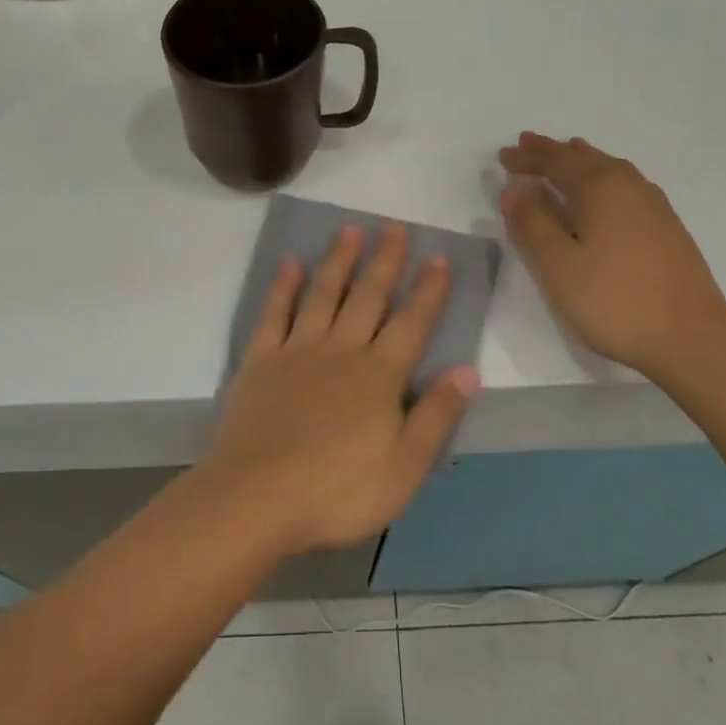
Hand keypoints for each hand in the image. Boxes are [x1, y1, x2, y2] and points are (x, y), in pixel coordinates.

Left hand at [203, 222, 479, 556]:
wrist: (257, 498)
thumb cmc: (338, 491)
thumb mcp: (405, 467)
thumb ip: (437, 415)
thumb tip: (468, 370)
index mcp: (379, 376)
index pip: (412, 323)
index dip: (428, 290)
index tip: (438, 257)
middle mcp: (341, 351)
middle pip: (367, 297)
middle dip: (384, 261)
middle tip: (393, 226)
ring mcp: (297, 351)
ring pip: (323, 295)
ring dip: (339, 261)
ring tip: (350, 230)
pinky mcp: (260, 361)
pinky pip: (274, 314)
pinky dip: (283, 287)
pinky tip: (290, 263)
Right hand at [498, 132, 725, 379]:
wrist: (691, 338)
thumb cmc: (614, 300)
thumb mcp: (558, 266)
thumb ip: (532, 224)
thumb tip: (515, 190)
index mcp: (601, 187)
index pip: (555, 162)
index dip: (526, 158)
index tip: (502, 156)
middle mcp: (629, 186)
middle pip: (584, 158)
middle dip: (553, 152)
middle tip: (527, 143)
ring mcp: (654, 206)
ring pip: (608, 170)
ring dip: (580, 162)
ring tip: (565, 155)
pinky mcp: (666, 228)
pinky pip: (624, 186)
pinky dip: (601, 179)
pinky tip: (602, 194)